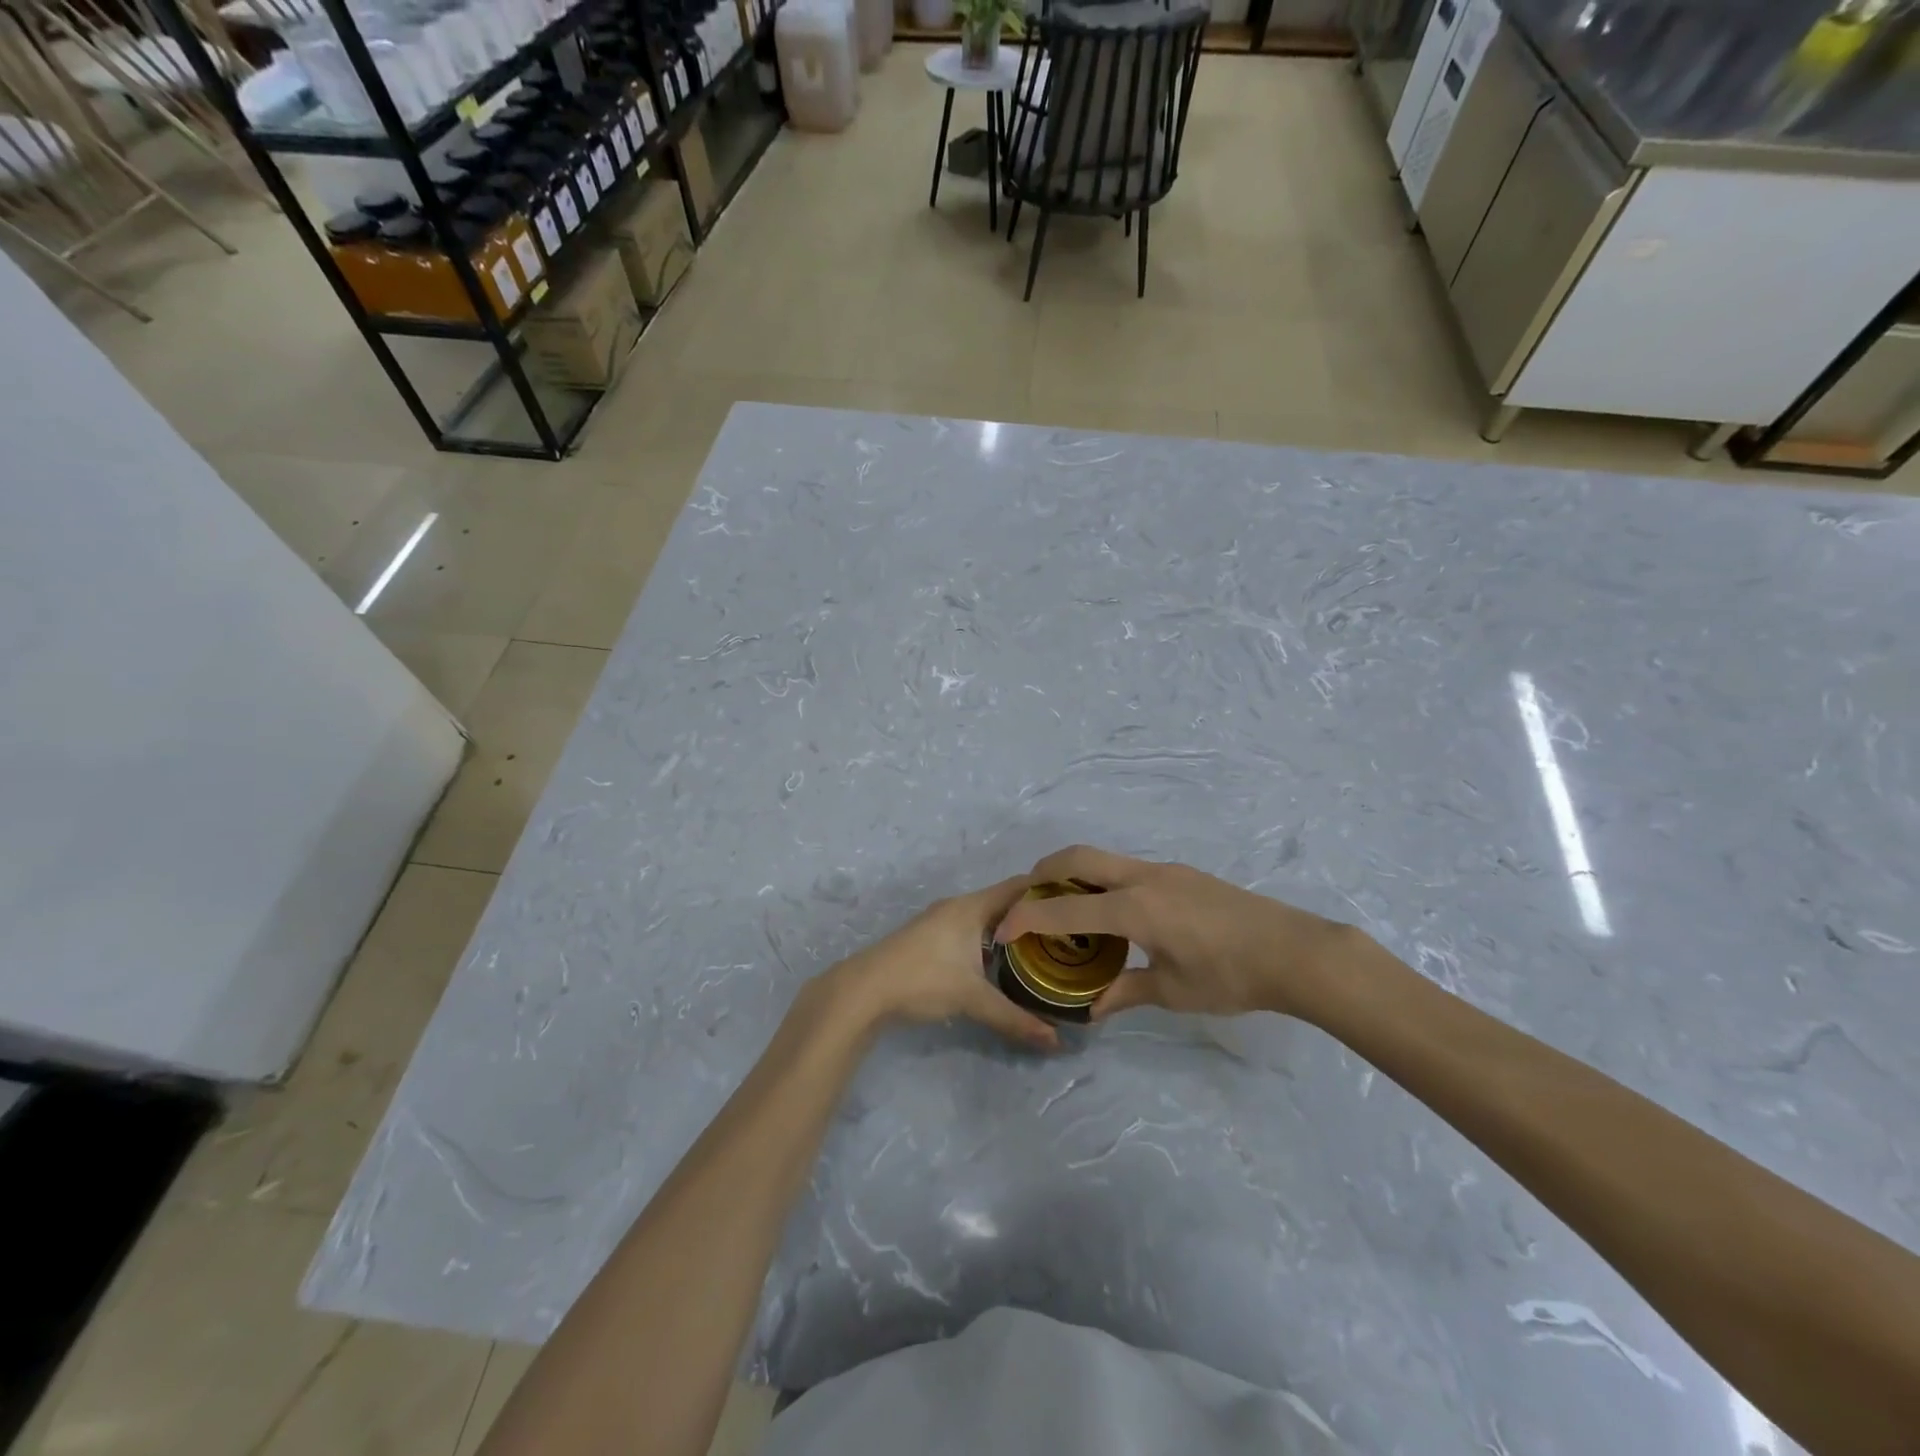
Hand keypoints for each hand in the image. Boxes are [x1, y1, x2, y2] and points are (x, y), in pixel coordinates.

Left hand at [832, 876, 1059, 1050]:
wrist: (863, 990)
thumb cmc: (922, 980)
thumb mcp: (972, 999)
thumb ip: (1015, 1018)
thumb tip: (1055, 1041)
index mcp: (971, 907)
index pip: (1018, 886)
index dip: (1047, 889)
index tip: (1076, 901)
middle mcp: (958, 906)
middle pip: (1004, 901)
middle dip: (1032, 913)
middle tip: (1066, 931)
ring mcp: (940, 921)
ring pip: (986, 917)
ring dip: (1010, 928)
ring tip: (1041, 947)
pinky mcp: (930, 938)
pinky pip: (972, 929)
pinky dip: (991, 939)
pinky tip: (1002, 962)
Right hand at [992, 846, 1353, 1021]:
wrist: (1294, 951)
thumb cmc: (1231, 976)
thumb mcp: (1173, 992)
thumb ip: (1126, 993)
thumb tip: (1092, 1009)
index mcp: (1135, 908)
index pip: (1065, 909)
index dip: (1027, 918)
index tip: (1003, 931)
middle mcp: (1143, 878)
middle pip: (1078, 857)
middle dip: (1043, 871)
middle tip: (1027, 899)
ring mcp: (1164, 870)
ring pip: (1103, 859)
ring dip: (1074, 874)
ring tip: (1065, 909)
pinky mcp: (1180, 874)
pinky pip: (1126, 868)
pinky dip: (1102, 881)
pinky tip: (1113, 914)